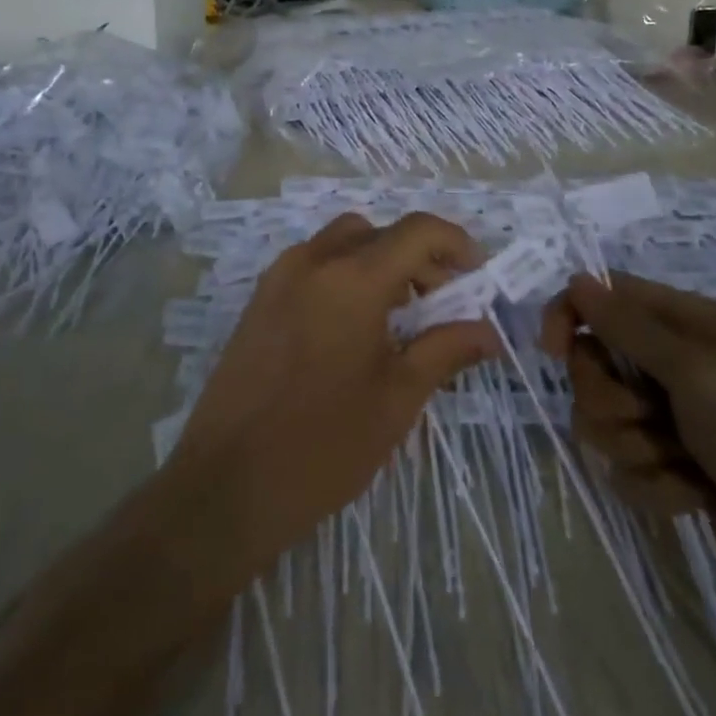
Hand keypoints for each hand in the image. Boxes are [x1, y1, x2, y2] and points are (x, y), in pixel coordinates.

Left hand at [172, 212, 498, 570]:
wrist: (226, 485)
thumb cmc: (324, 444)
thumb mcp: (397, 399)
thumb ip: (446, 350)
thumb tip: (489, 331)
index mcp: (353, 277)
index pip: (417, 230)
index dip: (455, 243)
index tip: (477, 275)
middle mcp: (314, 260)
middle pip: (380, 232)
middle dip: (418, 256)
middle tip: (441, 302)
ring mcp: (280, 276)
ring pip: (344, 241)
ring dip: (380, 261)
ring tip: (399, 316)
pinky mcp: (260, 298)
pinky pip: (314, 263)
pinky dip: (345, 273)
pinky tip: (354, 326)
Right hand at [542, 272, 715, 623]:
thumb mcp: (693, 368)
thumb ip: (627, 326)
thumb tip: (576, 279)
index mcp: (679, 324)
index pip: (600, 298)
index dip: (570, 316)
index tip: (552, 350)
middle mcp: (669, 365)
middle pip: (593, 365)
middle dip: (610, 398)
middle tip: (648, 416)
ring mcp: (670, 420)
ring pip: (603, 422)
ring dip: (635, 447)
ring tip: (681, 463)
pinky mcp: (674, 471)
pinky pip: (628, 470)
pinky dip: (657, 487)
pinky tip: (696, 496)